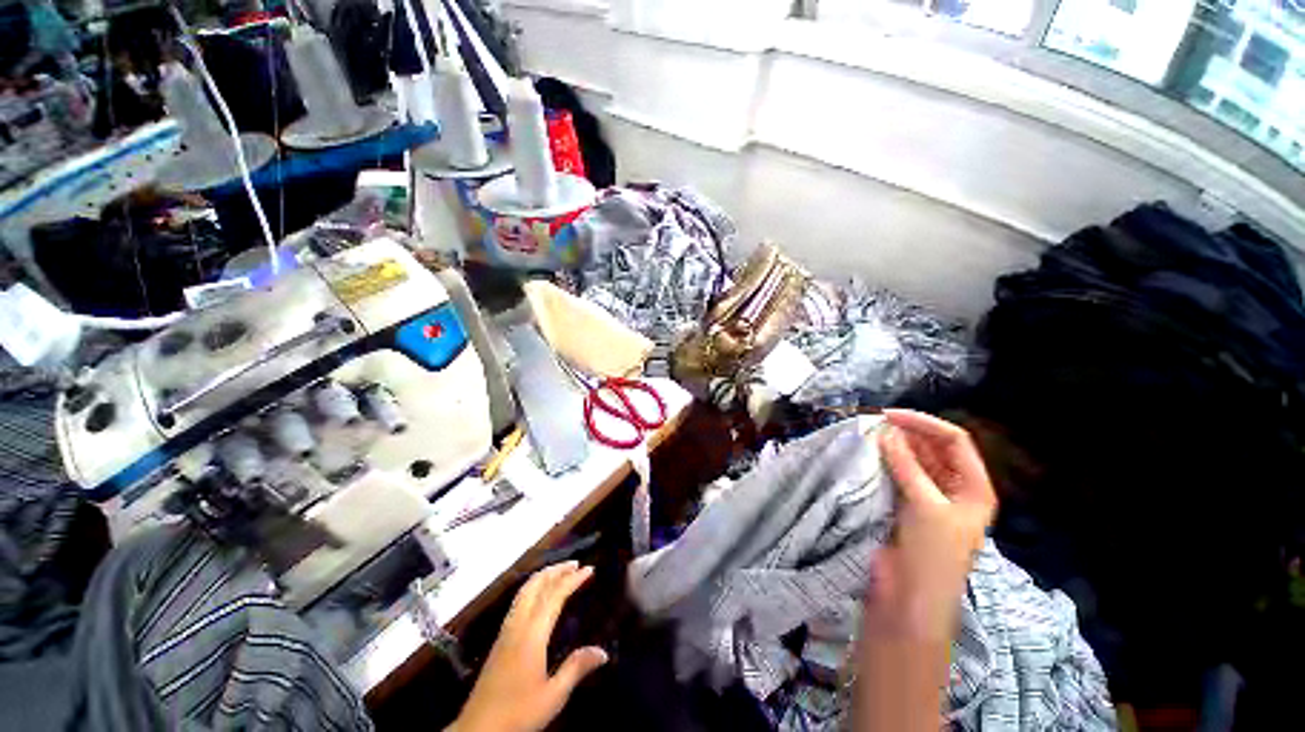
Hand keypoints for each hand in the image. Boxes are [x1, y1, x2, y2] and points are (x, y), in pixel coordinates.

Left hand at [449, 562, 607, 731]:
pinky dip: (533, 587)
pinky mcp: (500, 639)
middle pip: (536, 585)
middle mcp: (518, 625)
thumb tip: (603, 652)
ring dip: (543, 576)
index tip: (589, 569)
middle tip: (575, 564)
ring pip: (524, 591)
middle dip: (556, 570)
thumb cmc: (517, 713)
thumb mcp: (552, 696)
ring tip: (559, 572)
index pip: (555, 595)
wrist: (477, 730)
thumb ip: (576, 669)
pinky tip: (538, 595)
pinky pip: (518, 601)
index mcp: (532, 634)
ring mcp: (506, 630)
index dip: (572, 579)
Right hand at [871, 409, 996, 640]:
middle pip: (931, 448)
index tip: (889, 415)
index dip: (924, 424)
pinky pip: (895, 474)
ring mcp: (926, 495)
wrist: (909, 599)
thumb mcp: (925, 506)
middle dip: (906, 433)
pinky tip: (866, 454)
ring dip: (892, 446)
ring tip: (867, 434)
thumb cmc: (932, 554)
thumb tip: (885, 431)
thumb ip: (906, 466)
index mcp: (973, 487)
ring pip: (911, 459)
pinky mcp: (903, 503)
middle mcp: (952, 487)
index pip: (953, 441)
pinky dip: (882, 462)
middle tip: (873, 423)